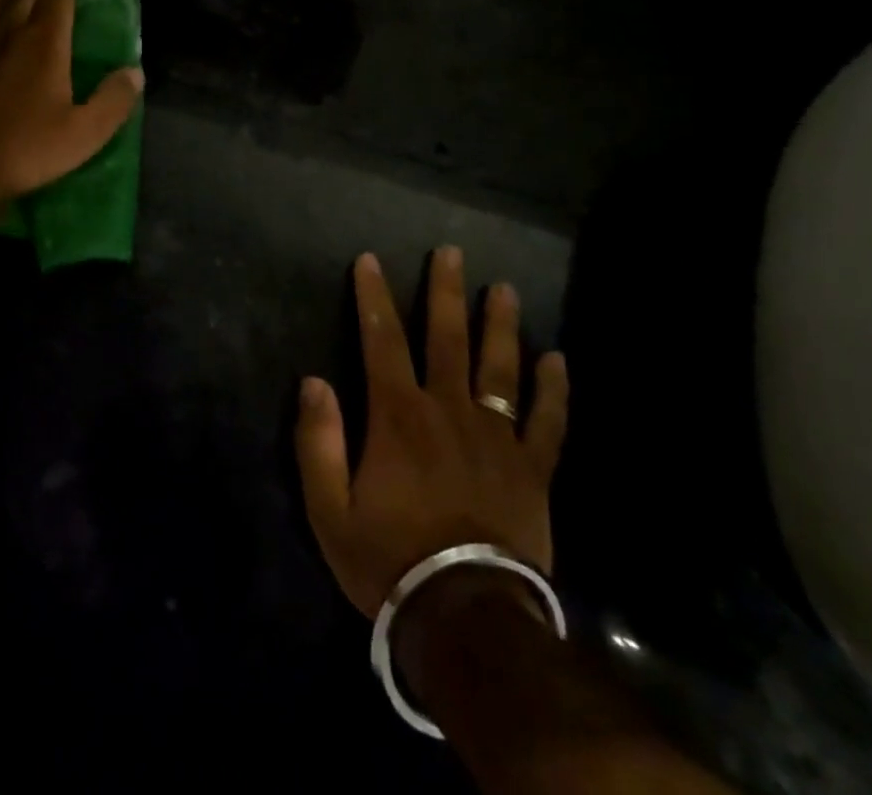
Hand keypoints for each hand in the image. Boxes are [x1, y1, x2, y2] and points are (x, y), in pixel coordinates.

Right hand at [295, 248, 568, 618]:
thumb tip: (314, 380)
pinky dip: (555, 391)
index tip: (370, 260)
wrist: (466, 619)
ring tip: (504, 289)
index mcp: (397, 415)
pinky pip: (549, 424)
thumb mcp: (329, 507)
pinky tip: (558, 359)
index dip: (373, 297)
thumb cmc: (388, 558)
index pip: (381, 339)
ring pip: (501, 369)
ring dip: (501, 325)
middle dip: (446, 292)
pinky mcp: (532, 472)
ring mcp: (497, 439)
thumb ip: (318, 440)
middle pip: (447, 339)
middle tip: (452, 252)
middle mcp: (448, 412)